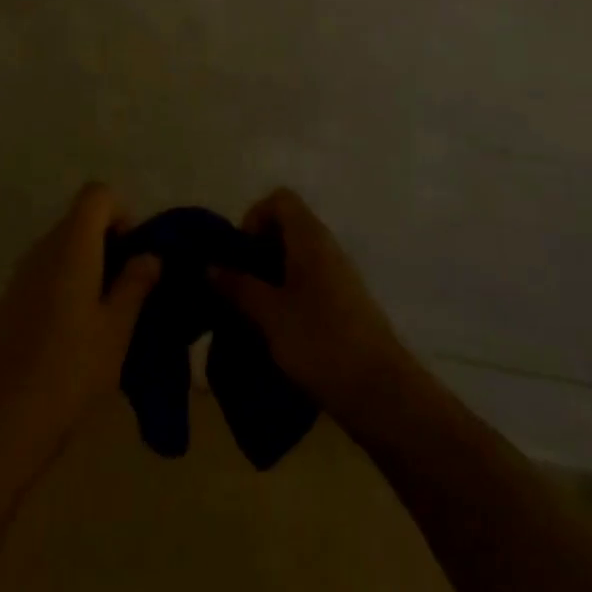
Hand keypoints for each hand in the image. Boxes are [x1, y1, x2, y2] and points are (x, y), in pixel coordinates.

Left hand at [0, 183, 159, 479]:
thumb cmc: (69, 369)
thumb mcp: (117, 329)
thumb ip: (135, 284)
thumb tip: (150, 254)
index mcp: (72, 244)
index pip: (97, 194)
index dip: (122, 212)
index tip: (135, 253)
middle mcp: (44, 247)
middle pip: (81, 218)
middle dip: (111, 241)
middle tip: (132, 287)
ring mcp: (23, 272)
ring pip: (66, 246)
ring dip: (92, 264)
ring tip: (112, 313)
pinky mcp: (13, 298)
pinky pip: (50, 270)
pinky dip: (71, 282)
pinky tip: (82, 330)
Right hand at [213, 188, 411, 422]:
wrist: (381, 392)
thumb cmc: (320, 341)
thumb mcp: (269, 315)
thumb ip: (238, 286)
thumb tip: (211, 266)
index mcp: (310, 238)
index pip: (280, 199)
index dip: (254, 217)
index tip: (240, 254)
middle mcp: (327, 248)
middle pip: (287, 227)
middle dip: (257, 250)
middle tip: (238, 285)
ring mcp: (340, 276)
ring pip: (297, 258)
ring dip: (270, 276)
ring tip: (250, 310)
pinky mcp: (345, 304)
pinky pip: (309, 283)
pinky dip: (288, 295)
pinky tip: (276, 329)